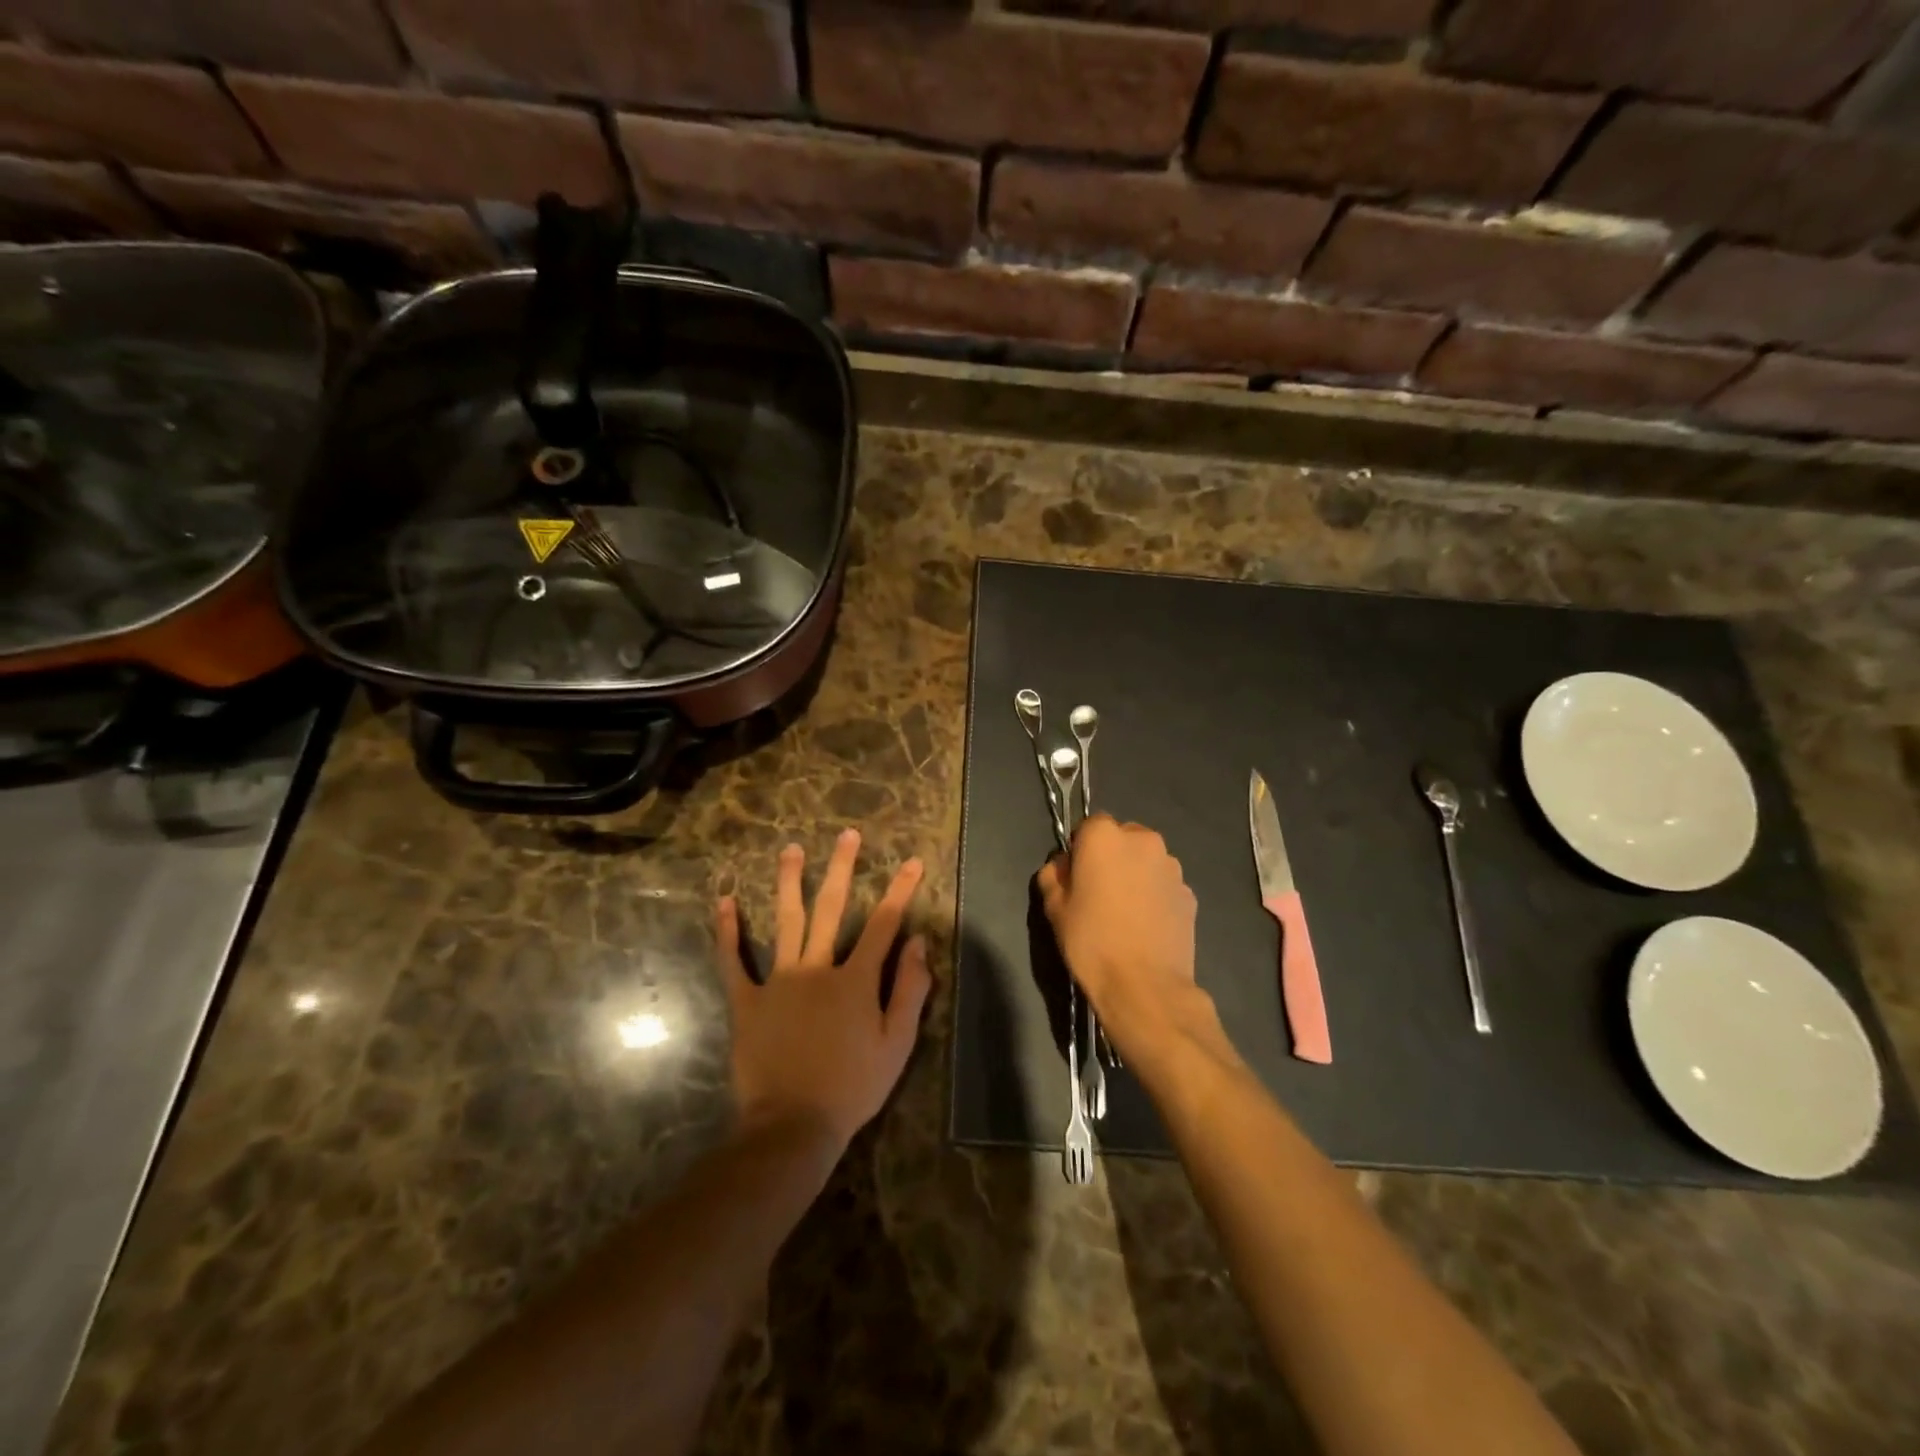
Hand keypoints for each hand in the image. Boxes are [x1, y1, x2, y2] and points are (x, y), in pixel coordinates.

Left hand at [716, 830, 930, 1151]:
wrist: (792, 1125)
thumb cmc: (853, 1087)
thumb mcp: (897, 1044)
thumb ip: (910, 990)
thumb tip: (919, 943)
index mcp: (856, 979)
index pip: (884, 925)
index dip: (901, 891)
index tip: (912, 862)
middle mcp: (817, 968)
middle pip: (832, 909)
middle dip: (843, 869)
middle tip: (847, 835)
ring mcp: (778, 981)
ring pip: (785, 921)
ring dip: (789, 882)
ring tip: (791, 850)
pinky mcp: (747, 1000)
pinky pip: (734, 961)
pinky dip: (728, 931)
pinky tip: (725, 901)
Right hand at [1038, 815, 1232, 1077]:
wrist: (1145, 985)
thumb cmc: (1091, 941)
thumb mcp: (1054, 908)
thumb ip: (1054, 875)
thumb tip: (1063, 866)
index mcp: (1105, 836)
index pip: (1089, 825)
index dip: (1081, 848)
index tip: (1076, 875)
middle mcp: (1143, 840)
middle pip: (1123, 838)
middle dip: (1111, 856)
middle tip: (1099, 892)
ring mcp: (1172, 866)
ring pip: (1146, 860)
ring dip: (1135, 874)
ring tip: (1125, 912)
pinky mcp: (1189, 893)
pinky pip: (1164, 885)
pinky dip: (1154, 895)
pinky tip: (1145, 925)